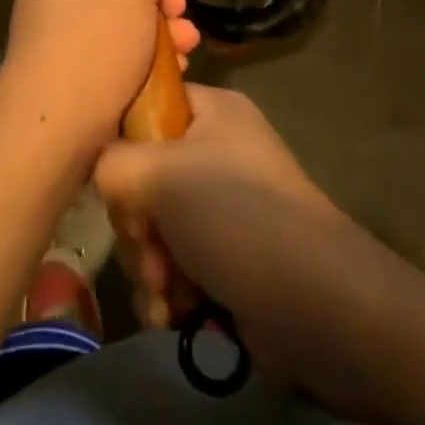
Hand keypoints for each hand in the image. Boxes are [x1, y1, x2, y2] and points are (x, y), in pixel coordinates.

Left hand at [0, 0, 199, 163]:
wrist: (55, 126)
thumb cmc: (94, 38)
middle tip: (179, 11)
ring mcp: (61, 29)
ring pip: (125, 14)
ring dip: (162, 27)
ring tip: (186, 46)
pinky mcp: (74, 66)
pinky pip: (117, 48)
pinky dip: (146, 55)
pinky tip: (174, 69)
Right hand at [95, 85, 355, 386]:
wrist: (318, 308)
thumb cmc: (238, 218)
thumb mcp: (161, 173)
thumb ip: (111, 163)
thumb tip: (106, 181)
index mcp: (213, 112)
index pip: (145, 109)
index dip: (122, 146)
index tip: (119, 184)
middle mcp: (218, 152)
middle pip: (142, 178)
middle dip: (137, 227)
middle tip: (150, 251)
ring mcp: (224, 209)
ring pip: (153, 229)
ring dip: (148, 267)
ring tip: (168, 293)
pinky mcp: (227, 259)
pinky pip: (174, 267)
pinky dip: (167, 293)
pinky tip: (174, 315)